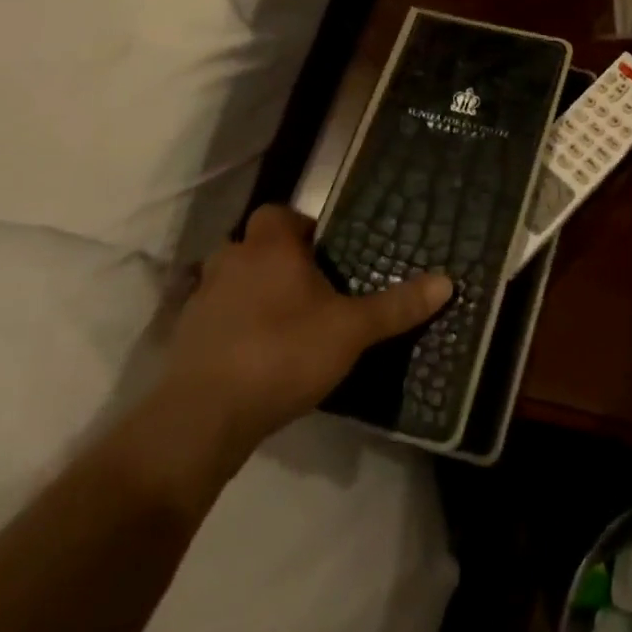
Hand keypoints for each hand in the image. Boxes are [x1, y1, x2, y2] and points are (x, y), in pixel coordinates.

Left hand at [155, 205, 451, 465]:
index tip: (325, 251)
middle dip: (276, 260)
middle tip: (309, 287)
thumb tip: (448, 281)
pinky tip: (254, 354)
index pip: (279, 213)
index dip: (300, 226)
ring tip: (283, 321)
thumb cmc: (283, 353)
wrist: (202, 419)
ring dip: (250, 293)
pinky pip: (213, 319)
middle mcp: (230, 262)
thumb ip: (397, 306)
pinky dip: (230, 327)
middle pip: (252, 246)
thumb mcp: (353, 331)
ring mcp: (200, 301)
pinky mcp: (182, 340)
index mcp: (270, 248)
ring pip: (229, 281)